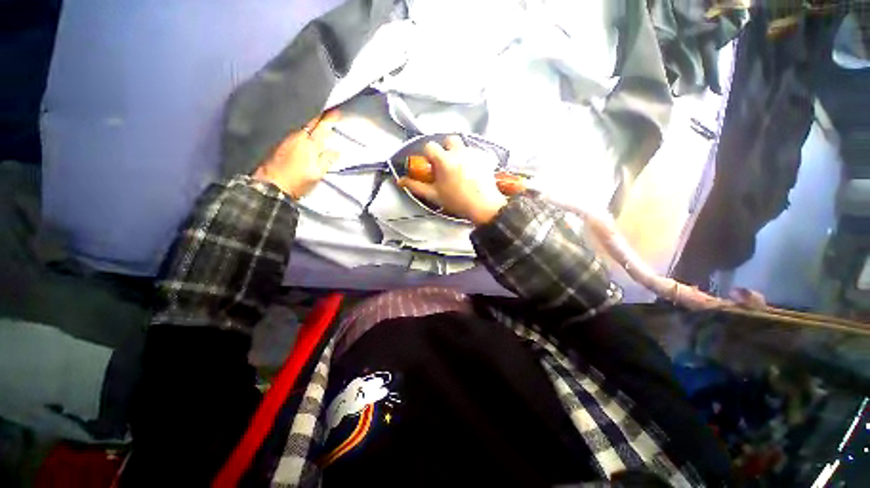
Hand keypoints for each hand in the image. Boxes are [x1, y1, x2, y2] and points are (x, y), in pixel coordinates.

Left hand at [253, 109, 339, 199]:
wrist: (271, 186)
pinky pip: (294, 131)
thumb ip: (327, 160)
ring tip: (318, 124)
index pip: (321, 126)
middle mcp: (297, 136)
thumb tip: (337, 150)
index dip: (329, 118)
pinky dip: (302, 130)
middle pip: (309, 122)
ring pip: (301, 126)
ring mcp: (286, 138)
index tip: (336, 111)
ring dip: (310, 123)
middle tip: (327, 115)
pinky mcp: (278, 144)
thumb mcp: (317, 174)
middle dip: (319, 117)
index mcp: (309, 144)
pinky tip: (304, 134)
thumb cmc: (298, 181)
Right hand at [399, 136, 507, 224]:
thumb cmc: (457, 201)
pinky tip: (471, 171)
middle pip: (449, 139)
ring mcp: (473, 153)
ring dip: (458, 153)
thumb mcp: (434, 195)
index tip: (430, 165)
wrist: (483, 206)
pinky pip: (474, 152)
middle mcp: (459, 152)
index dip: (428, 154)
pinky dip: (470, 158)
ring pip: (462, 145)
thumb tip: (400, 180)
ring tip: (459, 170)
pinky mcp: (485, 156)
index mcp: (444, 160)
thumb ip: (416, 186)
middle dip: (445, 148)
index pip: (430, 146)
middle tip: (445, 163)